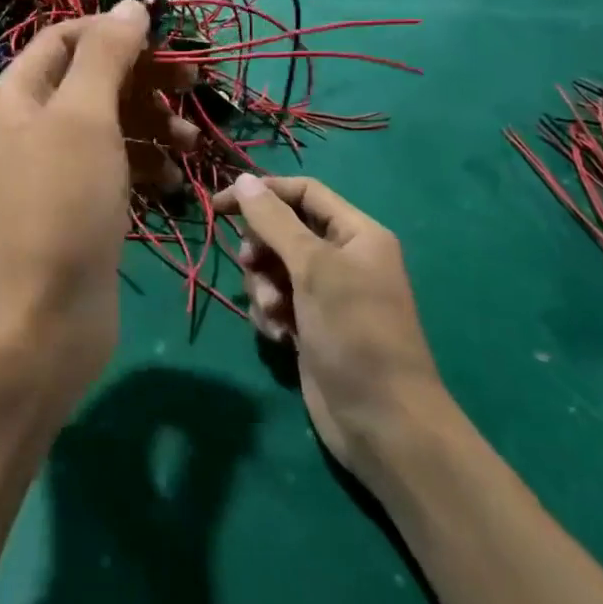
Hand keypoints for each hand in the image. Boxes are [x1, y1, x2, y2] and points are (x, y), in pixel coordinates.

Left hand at [0, 2, 193, 395]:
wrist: (42, 323)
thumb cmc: (62, 206)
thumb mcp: (85, 117)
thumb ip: (107, 54)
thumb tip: (131, 4)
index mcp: (15, 95)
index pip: (65, 38)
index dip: (114, 31)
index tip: (167, 41)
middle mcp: (27, 126)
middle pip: (92, 79)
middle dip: (144, 79)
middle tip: (194, 85)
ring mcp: (52, 170)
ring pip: (110, 125)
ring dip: (153, 125)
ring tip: (189, 143)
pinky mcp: (77, 207)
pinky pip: (115, 167)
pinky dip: (146, 166)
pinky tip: (174, 183)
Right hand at [215, 174, 441, 486]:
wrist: (383, 423)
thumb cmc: (354, 332)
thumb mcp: (313, 268)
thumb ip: (274, 222)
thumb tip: (243, 181)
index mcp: (356, 234)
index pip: (303, 192)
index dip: (262, 193)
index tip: (219, 206)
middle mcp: (343, 258)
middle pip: (283, 231)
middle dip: (262, 250)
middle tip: (252, 266)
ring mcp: (326, 295)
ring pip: (273, 269)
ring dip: (264, 288)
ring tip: (276, 313)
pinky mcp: (311, 327)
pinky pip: (276, 302)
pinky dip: (271, 315)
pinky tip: (282, 338)